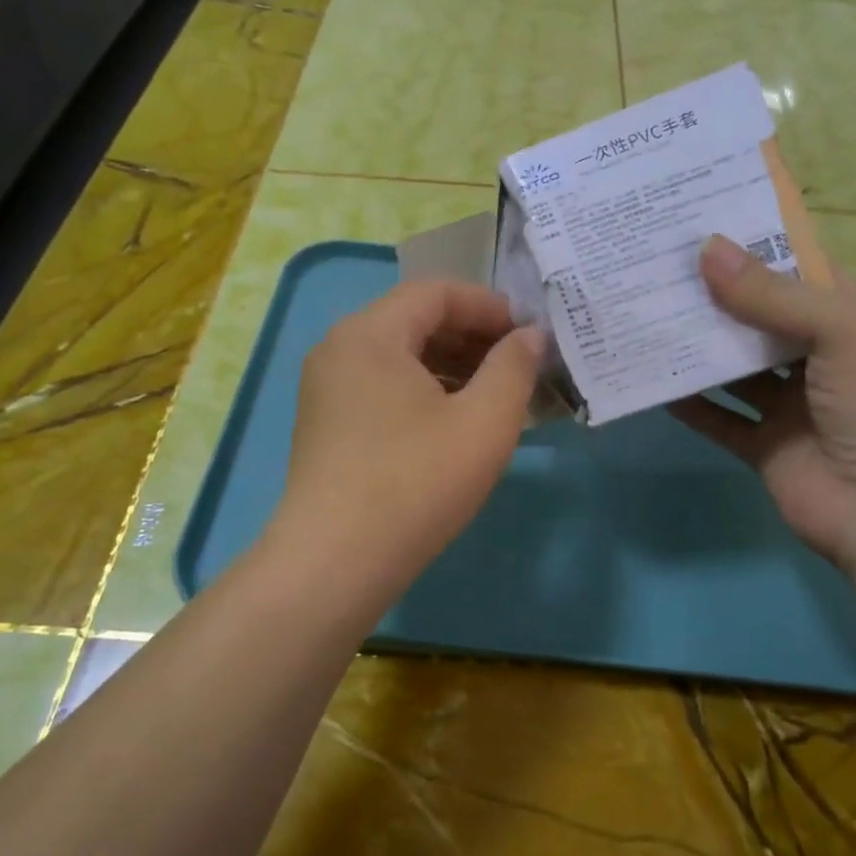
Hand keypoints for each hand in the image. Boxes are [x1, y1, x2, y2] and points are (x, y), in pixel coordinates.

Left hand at [271, 279, 544, 600]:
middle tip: (518, 366)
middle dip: (472, 336)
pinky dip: (423, 390)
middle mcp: (339, 348)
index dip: (489, 306)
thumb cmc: (416, 483)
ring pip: (399, 355)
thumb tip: (529, 336)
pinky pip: (382, 386)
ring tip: (494, 395)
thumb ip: (514, 367)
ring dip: (450, 365)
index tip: (529, 335)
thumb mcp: (484, 422)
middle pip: (415, 320)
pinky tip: (454, 422)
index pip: (436, 292)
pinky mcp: (326, 423)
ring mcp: (326, 387)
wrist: (335, 563)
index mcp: (370, 333)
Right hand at [671, 235, 855, 571]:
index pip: (792, 267)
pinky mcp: (760, 443)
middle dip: (709, 294)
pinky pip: (715, 417)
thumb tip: (705, 249)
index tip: (696, 221)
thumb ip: (770, 294)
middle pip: (752, 315)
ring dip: (692, 346)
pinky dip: (686, 402)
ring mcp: (784, 403)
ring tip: (641, 315)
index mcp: (840, 318)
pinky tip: (650, 381)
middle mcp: (811, 354)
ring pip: (729, 366)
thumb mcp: (837, 332)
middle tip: (652, 266)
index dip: (752, 243)